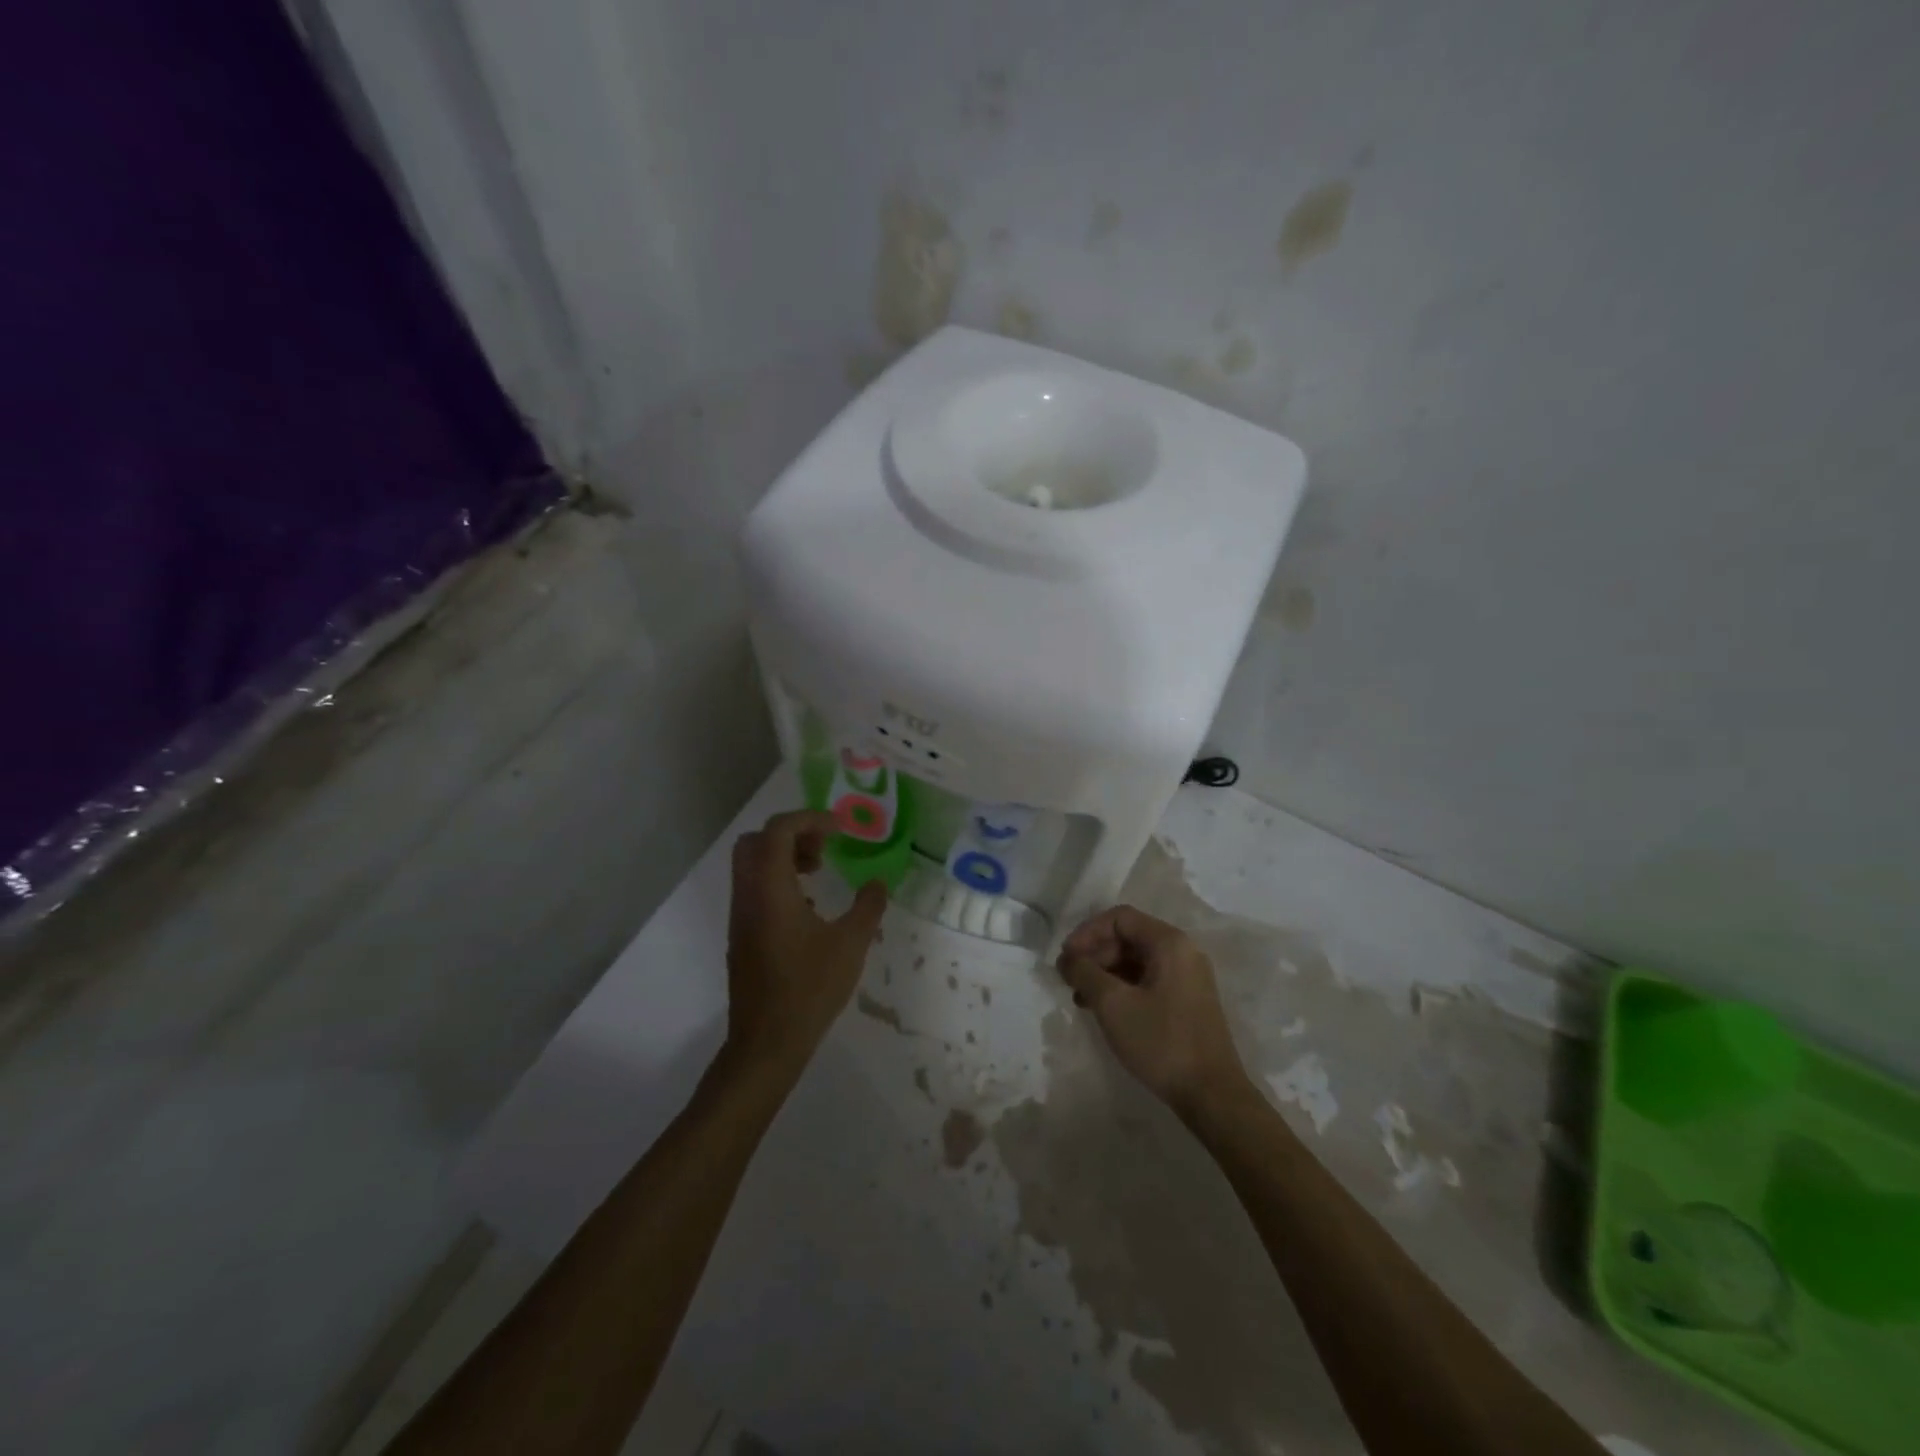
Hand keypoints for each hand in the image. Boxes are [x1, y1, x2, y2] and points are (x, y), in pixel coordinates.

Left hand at [725, 810, 887, 1078]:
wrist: (766, 1042)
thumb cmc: (809, 989)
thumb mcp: (850, 944)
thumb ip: (868, 907)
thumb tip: (878, 883)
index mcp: (771, 889)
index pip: (779, 830)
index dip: (811, 819)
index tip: (841, 829)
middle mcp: (748, 895)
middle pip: (756, 841)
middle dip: (792, 833)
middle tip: (824, 847)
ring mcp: (740, 916)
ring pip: (752, 865)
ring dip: (784, 857)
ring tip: (819, 872)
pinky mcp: (741, 935)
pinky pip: (754, 889)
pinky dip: (778, 880)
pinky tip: (808, 906)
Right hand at [1057, 906, 1250, 1114]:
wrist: (1211, 1095)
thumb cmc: (1161, 1042)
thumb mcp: (1113, 1004)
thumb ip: (1084, 972)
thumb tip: (1067, 959)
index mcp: (1169, 943)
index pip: (1119, 917)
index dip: (1087, 932)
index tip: (1066, 958)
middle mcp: (1182, 951)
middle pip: (1128, 937)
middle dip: (1094, 954)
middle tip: (1069, 979)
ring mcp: (1187, 977)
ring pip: (1136, 960)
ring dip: (1105, 973)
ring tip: (1080, 999)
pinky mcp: (1187, 1001)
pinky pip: (1148, 980)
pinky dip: (1122, 988)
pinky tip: (1103, 1010)